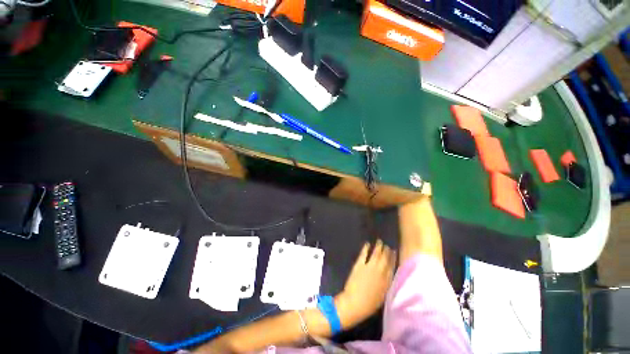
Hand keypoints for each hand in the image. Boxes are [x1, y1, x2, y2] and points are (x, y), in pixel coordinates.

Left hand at [335, 240, 395, 327]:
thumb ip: (386, 284)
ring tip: (380, 241)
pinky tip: (367, 244)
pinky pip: (363, 254)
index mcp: (386, 281)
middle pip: (385, 258)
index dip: (393, 258)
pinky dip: (365, 248)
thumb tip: (388, 276)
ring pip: (376, 254)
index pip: (391, 266)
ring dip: (378, 247)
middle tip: (387, 246)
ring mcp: (369, 266)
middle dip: (386, 251)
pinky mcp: (359, 264)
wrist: (355, 302)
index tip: (394, 252)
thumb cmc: (370, 304)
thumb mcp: (383, 296)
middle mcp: (380, 271)